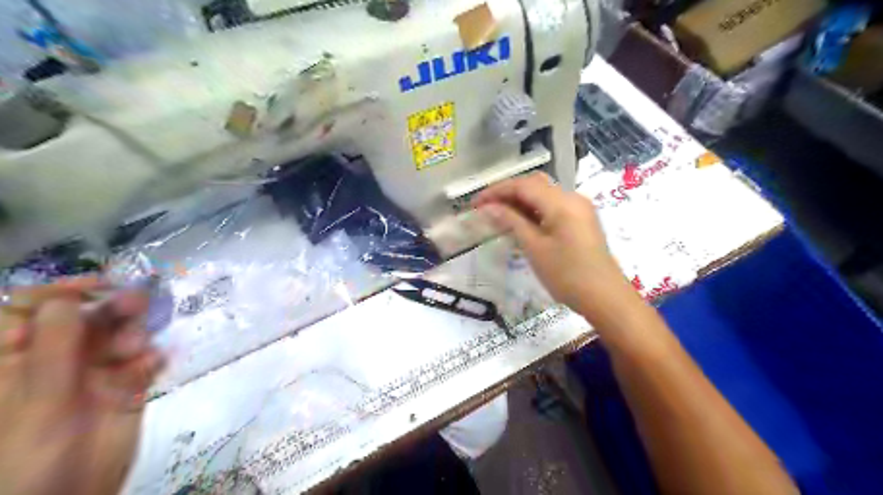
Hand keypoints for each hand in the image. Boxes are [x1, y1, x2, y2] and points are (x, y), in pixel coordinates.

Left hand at [1, 277, 161, 494]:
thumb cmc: (31, 460)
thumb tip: (66, 301)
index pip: (30, 308)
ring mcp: (95, 372)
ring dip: (136, 334)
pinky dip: (153, 358)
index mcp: (16, 359)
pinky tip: (154, 367)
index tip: (100, 286)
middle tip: (139, 303)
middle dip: (113, 307)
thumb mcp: (37, 405)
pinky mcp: (128, 385)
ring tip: (138, 351)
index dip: (62, 292)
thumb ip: (52, 352)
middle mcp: (57, 359)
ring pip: (121, 334)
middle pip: (87, 317)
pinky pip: (145, 360)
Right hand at [472, 174, 637, 321]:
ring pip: (543, 195)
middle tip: (486, 208)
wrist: (605, 297)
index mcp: (562, 202)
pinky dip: (534, 211)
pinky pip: (553, 207)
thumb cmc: (567, 275)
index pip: (523, 185)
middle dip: (507, 193)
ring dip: (520, 202)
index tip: (476, 204)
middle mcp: (572, 198)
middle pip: (534, 185)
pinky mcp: (581, 220)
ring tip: (498, 216)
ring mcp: (579, 208)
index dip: (496, 191)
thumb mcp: (535, 248)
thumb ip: (512, 222)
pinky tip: (520, 223)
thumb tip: (488, 207)